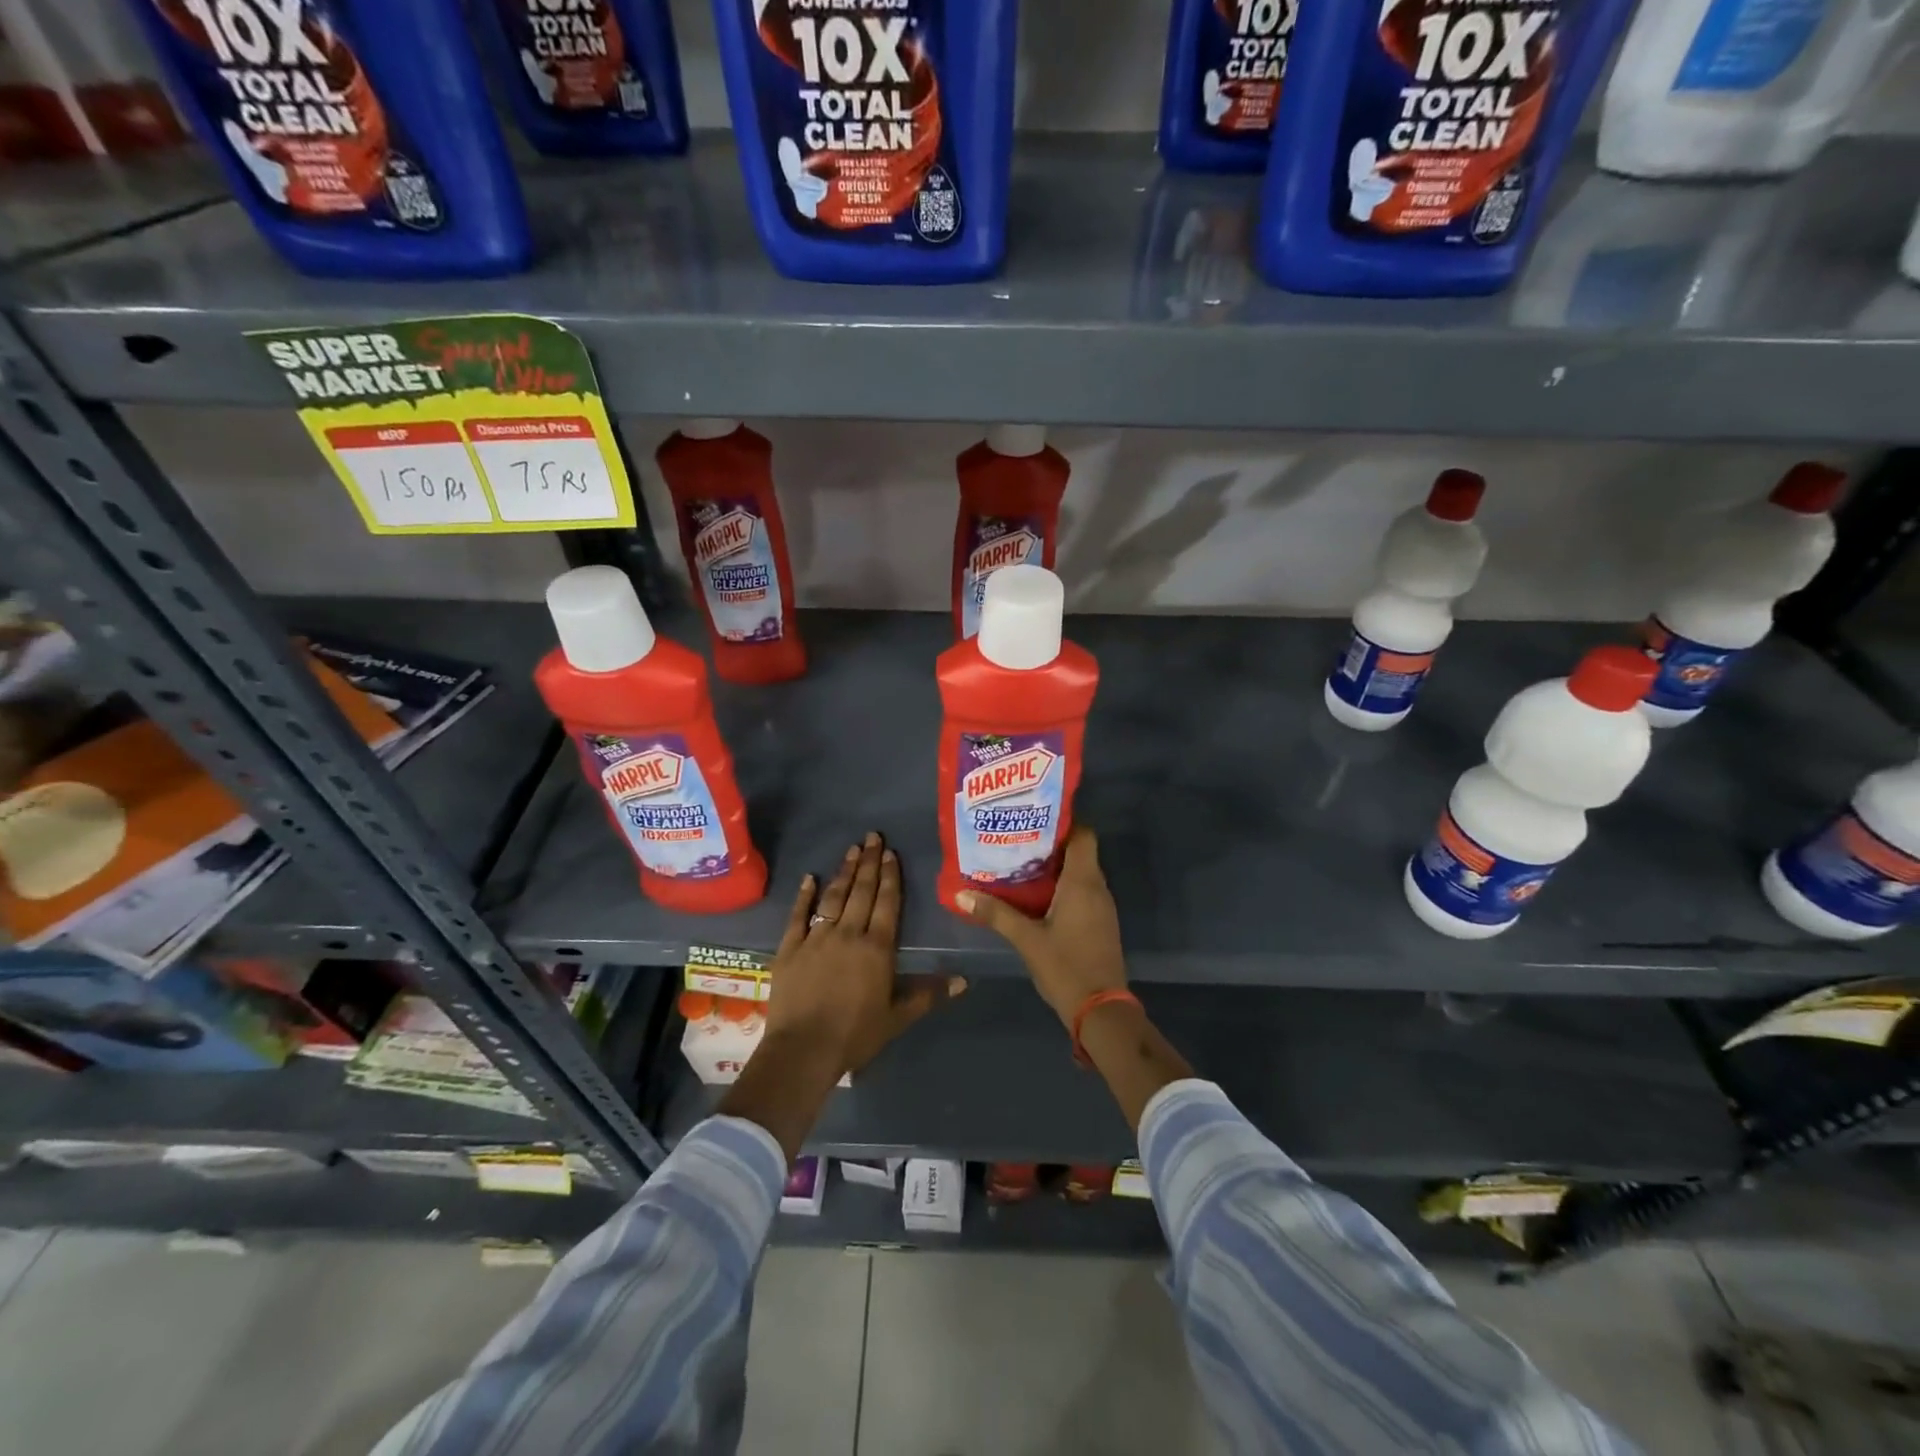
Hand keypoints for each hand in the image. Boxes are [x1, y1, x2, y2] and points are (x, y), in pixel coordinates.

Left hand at [765, 831, 963, 1075]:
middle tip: (872, 836)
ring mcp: (816, 938)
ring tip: (851, 849)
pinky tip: (809, 878)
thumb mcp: (897, 1018)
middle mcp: (848, 933)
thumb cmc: (855, 1035)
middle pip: (861, 891)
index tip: (890, 852)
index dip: (890, 876)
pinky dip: (804, 895)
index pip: (887, 903)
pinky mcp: (790, 948)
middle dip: (869, 862)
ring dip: (844, 872)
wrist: (803, 1051)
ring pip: (833, 897)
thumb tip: (964, 980)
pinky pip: (798, 915)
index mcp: (877, 948)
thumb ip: (928, 994)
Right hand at [957, 826, 1125, 1027]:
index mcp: (1083, 882)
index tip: (1033, 817)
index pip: (1083, 834)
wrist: (1101, 1010)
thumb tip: (961, 893)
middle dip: (1050, 843)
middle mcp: (1097, 888)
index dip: (1062, 821)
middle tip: (1016, 838)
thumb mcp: (1026, 939)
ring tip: (1020, 862)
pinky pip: (1082, 892)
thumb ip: (996, 914)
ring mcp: (1102, 907)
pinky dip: (1062, 886)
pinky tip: (1036, 895)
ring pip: (1080, 873)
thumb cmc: (1066, 966)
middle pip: (1079, 851)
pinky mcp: (1100, 923)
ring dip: (1055, 866)